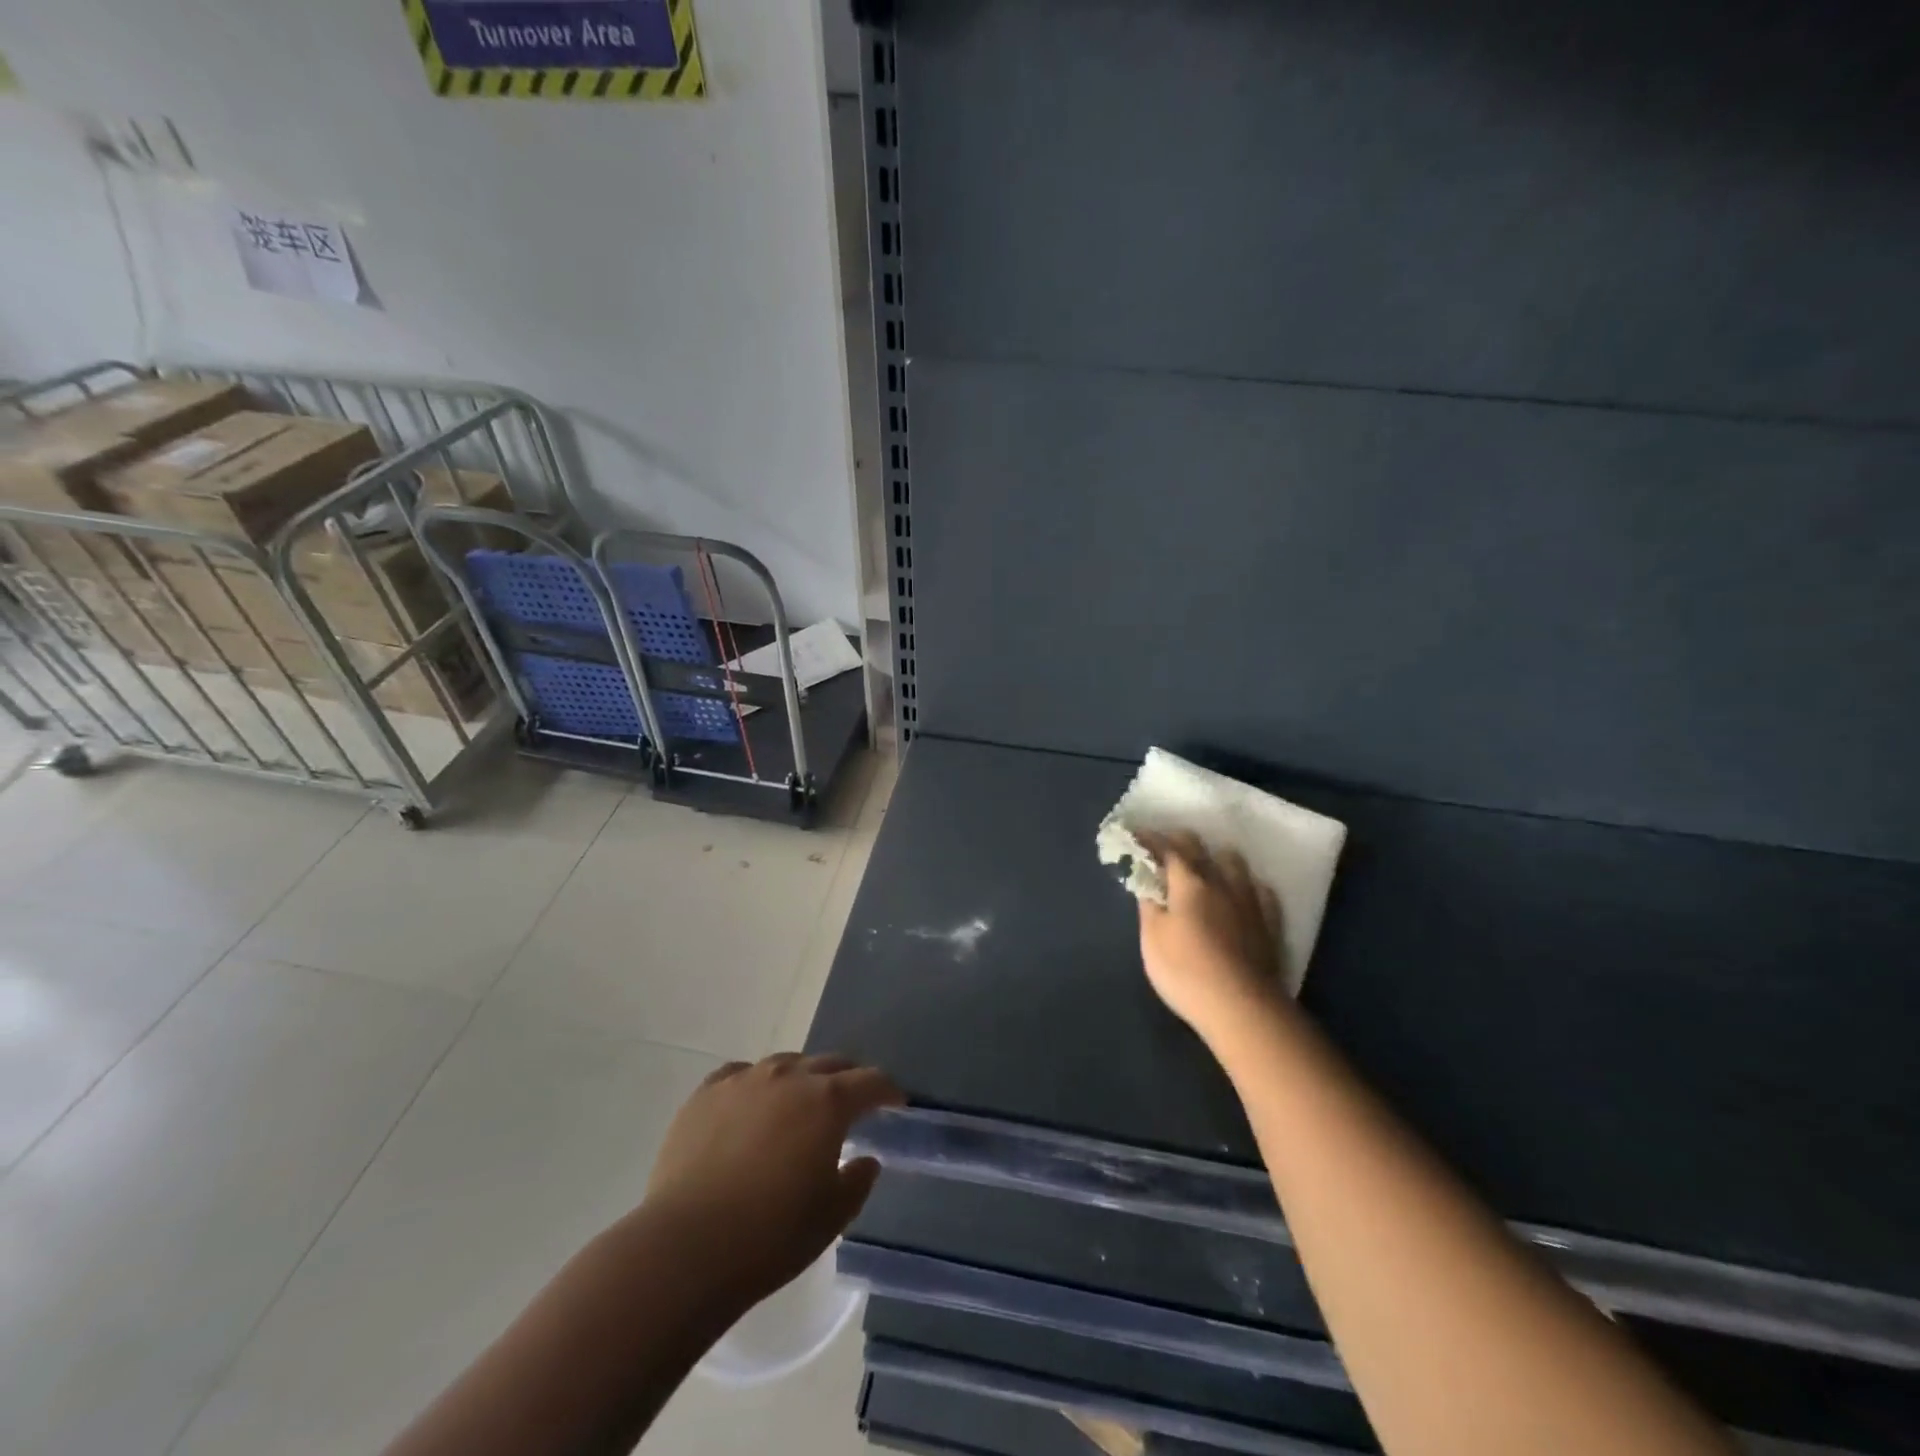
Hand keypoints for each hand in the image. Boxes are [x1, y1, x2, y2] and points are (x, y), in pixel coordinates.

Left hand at [643, 1053, 902, 1309]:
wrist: (686, 1247)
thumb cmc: (771, 1235)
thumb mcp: (832, 1217)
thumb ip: (857, 1182)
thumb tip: (866, 1159)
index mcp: (828, 1101)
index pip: (870, 1081)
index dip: (887, 1091)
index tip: (895, 1102)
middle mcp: (790, 1076)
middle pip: (830, 1063)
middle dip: (847, 1079)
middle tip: (851, 1103)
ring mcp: (745, 1080)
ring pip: (785, 1063)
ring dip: (801, 1079)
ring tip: (798, 1105)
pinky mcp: (706, 1093)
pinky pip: (741, 1075)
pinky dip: (755, 1086)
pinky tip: (750, 1107)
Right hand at [1136, 831, 1287, 1042]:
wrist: (1241, 1007)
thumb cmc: (1185, 971)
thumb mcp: (1152, 938)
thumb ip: (1149, 905)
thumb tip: (1148, 882)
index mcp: (1189, 883)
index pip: (1167, 849)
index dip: (1150, 839)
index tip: (1135, 834)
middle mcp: (1221, 883)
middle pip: (1201, 849)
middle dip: (1180, 841)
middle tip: (1165, 846)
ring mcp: (1249, 902)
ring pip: (1235, 864)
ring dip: (1216, 858)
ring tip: (1207, 868)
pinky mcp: (1269, 924)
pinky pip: (1260, 891)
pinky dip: (1246, 886)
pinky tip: (1242, 894)